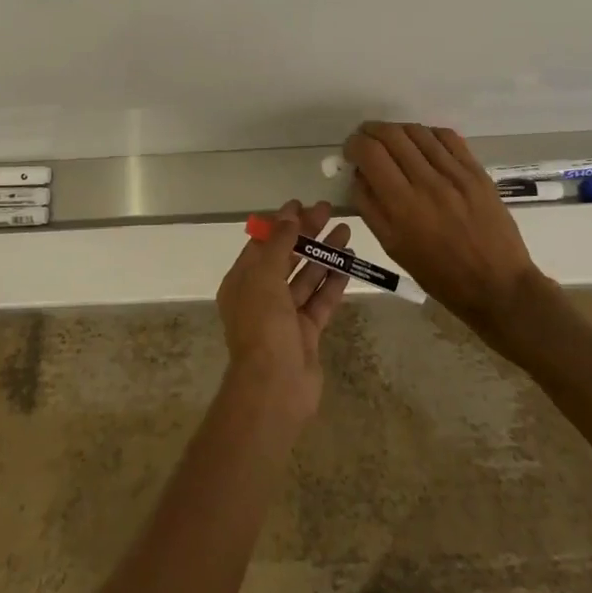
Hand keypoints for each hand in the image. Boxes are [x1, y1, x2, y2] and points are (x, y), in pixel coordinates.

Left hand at [216, 199, 349, 421]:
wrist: (274, 388)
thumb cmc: (262, 326)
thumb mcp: (264, 277)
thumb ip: (278, 244)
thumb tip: (288, 214)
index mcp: (242, 281)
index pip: (262, 243)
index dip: (282, 223)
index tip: (303, 204)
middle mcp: (261, 295)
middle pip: (286, 257)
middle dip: (306, 234)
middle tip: (329, 211)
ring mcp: (284, 315)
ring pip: (306, 277)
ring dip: (324, 254)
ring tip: (346, 231)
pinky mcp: (306, 332)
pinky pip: (320, 300)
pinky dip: (333, 281)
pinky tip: (349, 262)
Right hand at [343, 121, 544, 338]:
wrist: (497, 285)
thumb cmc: (439, 275)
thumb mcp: (393, 248)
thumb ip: (370, 207)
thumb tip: (358, 174)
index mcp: (403, 206)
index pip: (370, 153)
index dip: (354, 144)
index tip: (351, 151)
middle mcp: (428, 183)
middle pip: (392, 135)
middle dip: (372, 132)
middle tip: (367, 141)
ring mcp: (456, 174)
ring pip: (418, 131)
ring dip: (398, 131)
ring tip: (393, 142)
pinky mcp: (477, 172)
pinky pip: (447, 137)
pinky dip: (427, 134)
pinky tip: (423, 145)